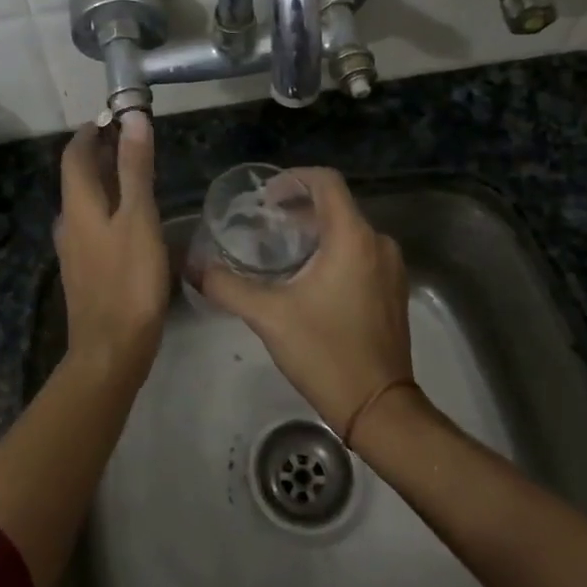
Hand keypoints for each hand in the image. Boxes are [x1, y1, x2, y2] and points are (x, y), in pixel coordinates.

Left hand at [55, 112, 168, 379]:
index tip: (114, 116)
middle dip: (100, 152)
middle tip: (132, 139)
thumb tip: (132, 118)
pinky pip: (93, 224)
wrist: (111, 349)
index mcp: (78, 205)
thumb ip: (135, 168)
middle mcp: (69, 222)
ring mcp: (74, 249)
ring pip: (86, 202)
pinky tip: (132, 219)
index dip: (91, 130)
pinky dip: (109, 207)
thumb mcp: (139, 218)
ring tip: (136, 173)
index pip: (75, 154)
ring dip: (106, 180)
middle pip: (79, 177)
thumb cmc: (129, 280)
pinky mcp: (85, 271)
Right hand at [199, 168, 412, 433]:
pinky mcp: (393, 290)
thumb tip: (193, 267)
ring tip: (280, 250)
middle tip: (263, 224)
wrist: (379, 407)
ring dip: (315, 231)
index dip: (293, 178)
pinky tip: (308, 277)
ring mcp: (391, 268)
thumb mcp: (269, 316)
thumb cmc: (325, 352)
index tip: (265, 197)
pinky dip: (334, 252)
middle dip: (299, 207)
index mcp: (353, 238)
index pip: (327, 181)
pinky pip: (361, 253)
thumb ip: (227, 287)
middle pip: (336, 205)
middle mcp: (378, 243)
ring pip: (349, 231)